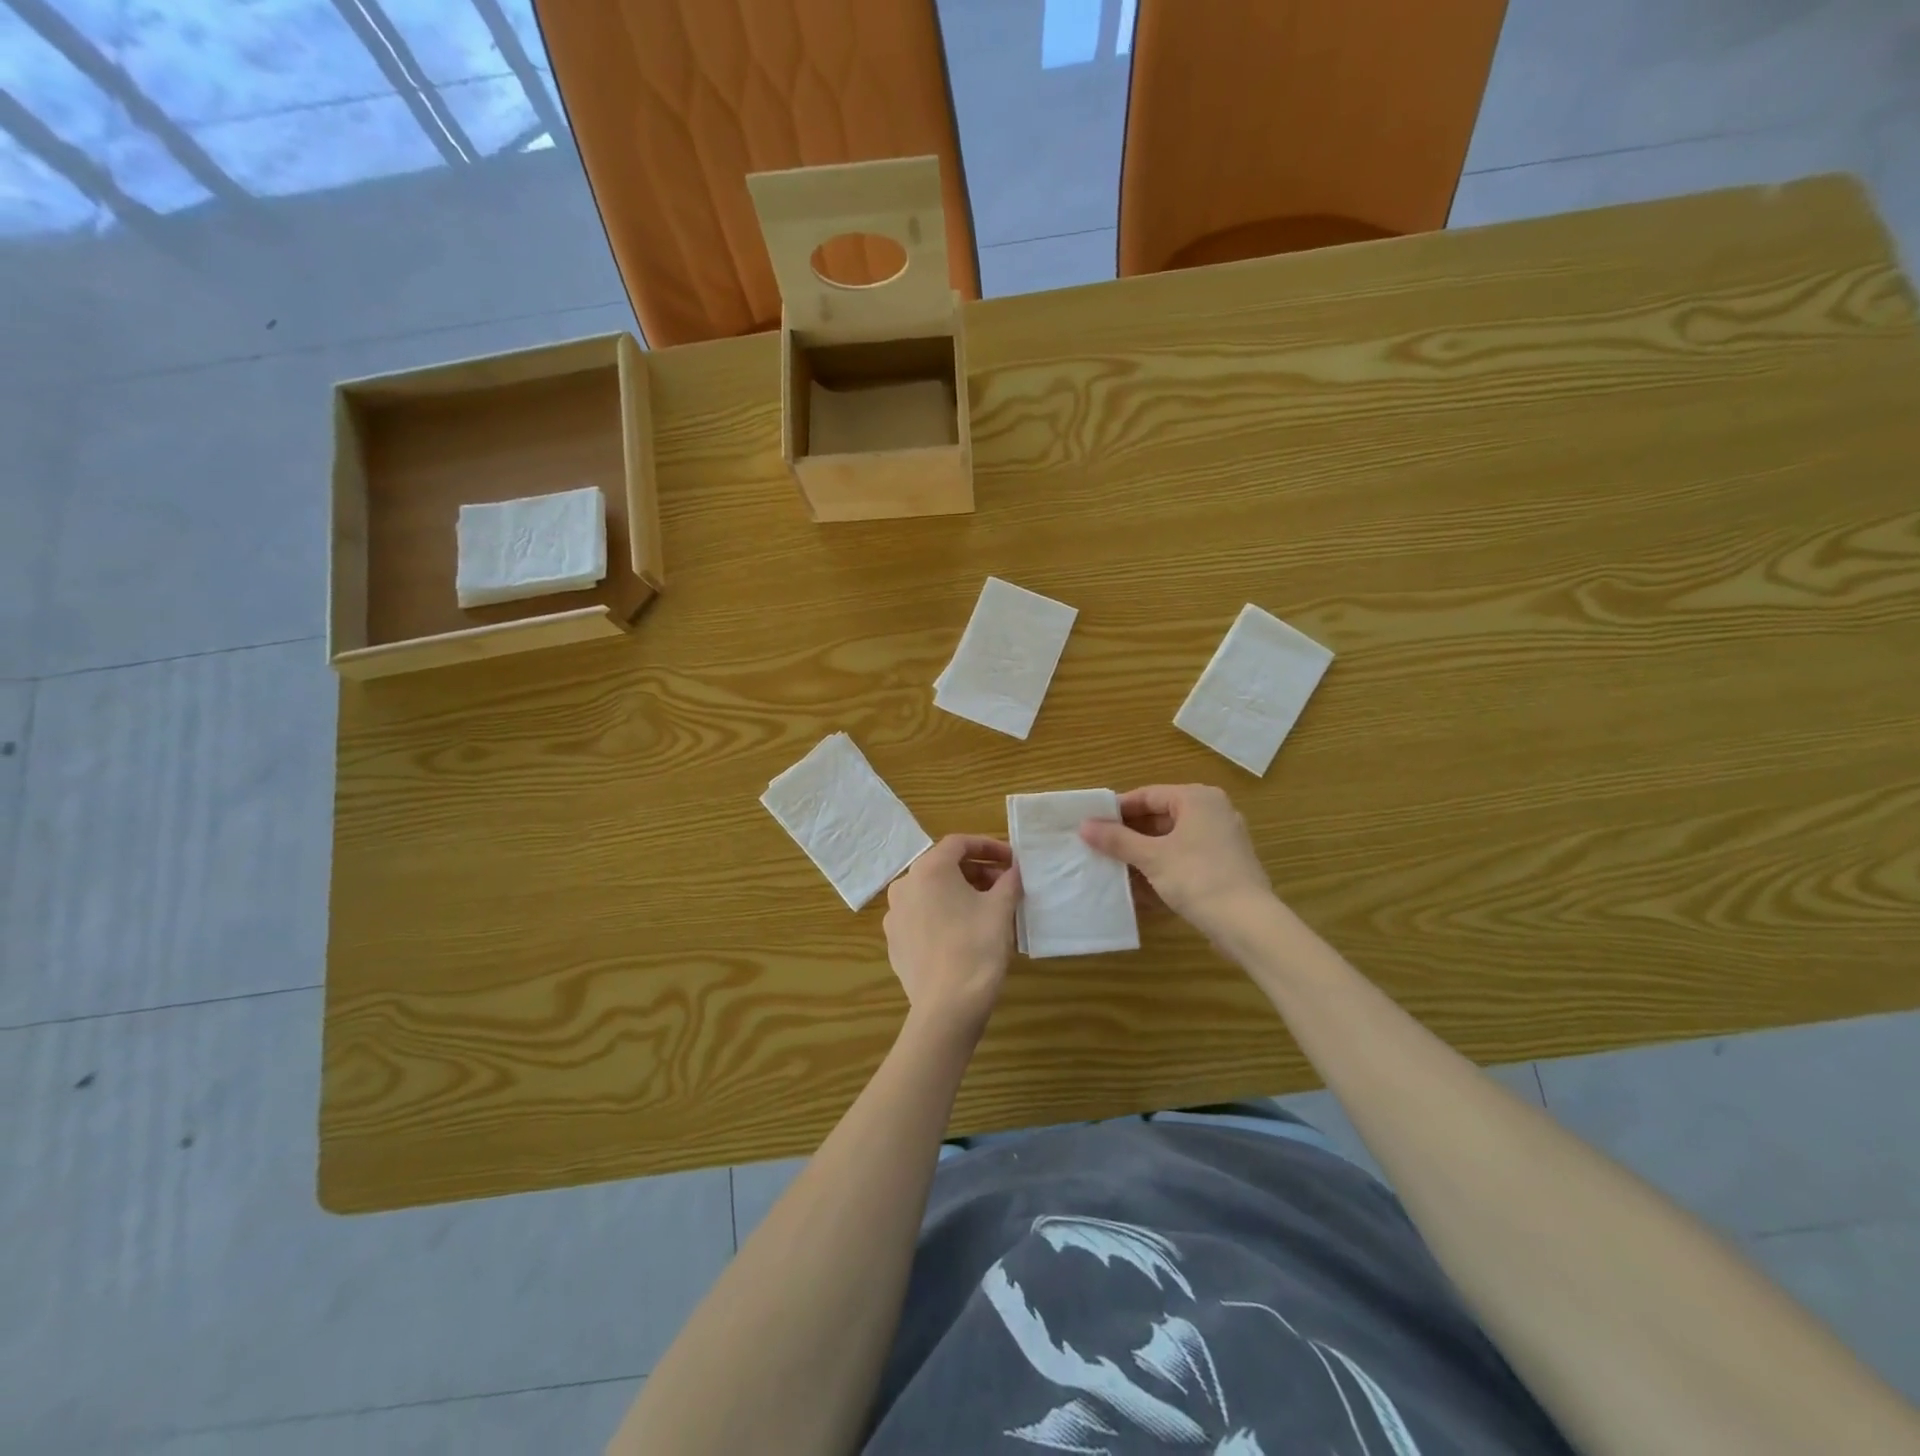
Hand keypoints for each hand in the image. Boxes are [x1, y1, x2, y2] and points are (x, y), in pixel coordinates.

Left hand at [884, 835, 1021, 1036]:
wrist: (947, 1007)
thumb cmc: (977, 948)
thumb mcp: (1001, 909)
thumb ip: (1009, 881)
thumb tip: (1015, 870)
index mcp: (929, 869)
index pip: (959, 843)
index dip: (988, 846)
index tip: (1011, 860)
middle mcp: (904, 885)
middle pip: (943, 866)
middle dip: (977, 871)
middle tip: (1004, 885)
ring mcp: (895, 915)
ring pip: (932, 892)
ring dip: (960, 892)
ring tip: (988, 908)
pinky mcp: (895, 941)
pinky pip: (922, 916)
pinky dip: (944, 914)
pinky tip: (965, 932)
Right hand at [1079, 785, 1274, 942]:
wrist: (1248, 924)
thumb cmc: (1197, 878)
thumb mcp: (1151, 857)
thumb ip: (1117, 840)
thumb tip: (1084, 826)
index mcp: (1197, 799)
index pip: (1148, 795)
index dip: (1118, 809)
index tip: (1092, 823)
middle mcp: (1213, 812)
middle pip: (1161, 817)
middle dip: (1130, 834)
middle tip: (1099, 846)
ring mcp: (1222, 840)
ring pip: (1173, 840)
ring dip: (1144, 853)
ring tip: (1114, 867)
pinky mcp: (1225, 867)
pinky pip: (1186, 859)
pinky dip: (1163, 868)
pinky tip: (1141, 887)